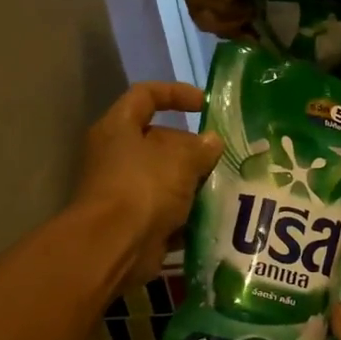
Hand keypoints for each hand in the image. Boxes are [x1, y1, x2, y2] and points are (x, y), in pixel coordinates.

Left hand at [74, 82, 223, 289]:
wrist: (115, 246)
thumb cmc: (144, 188)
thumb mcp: (181, 160)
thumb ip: (200, 147)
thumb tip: (213, 142)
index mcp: (119, 128)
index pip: (145, 95)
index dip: (176, 93)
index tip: (206, 105)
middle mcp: (117, 155)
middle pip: (159, 140)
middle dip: (192, 147)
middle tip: (223, 156)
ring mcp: (125, 189)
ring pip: (166, 177)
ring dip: (193, 181)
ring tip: (225, 184)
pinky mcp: (135, 219)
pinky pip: (166, 208)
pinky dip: (187, 211)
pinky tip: (213, 213)